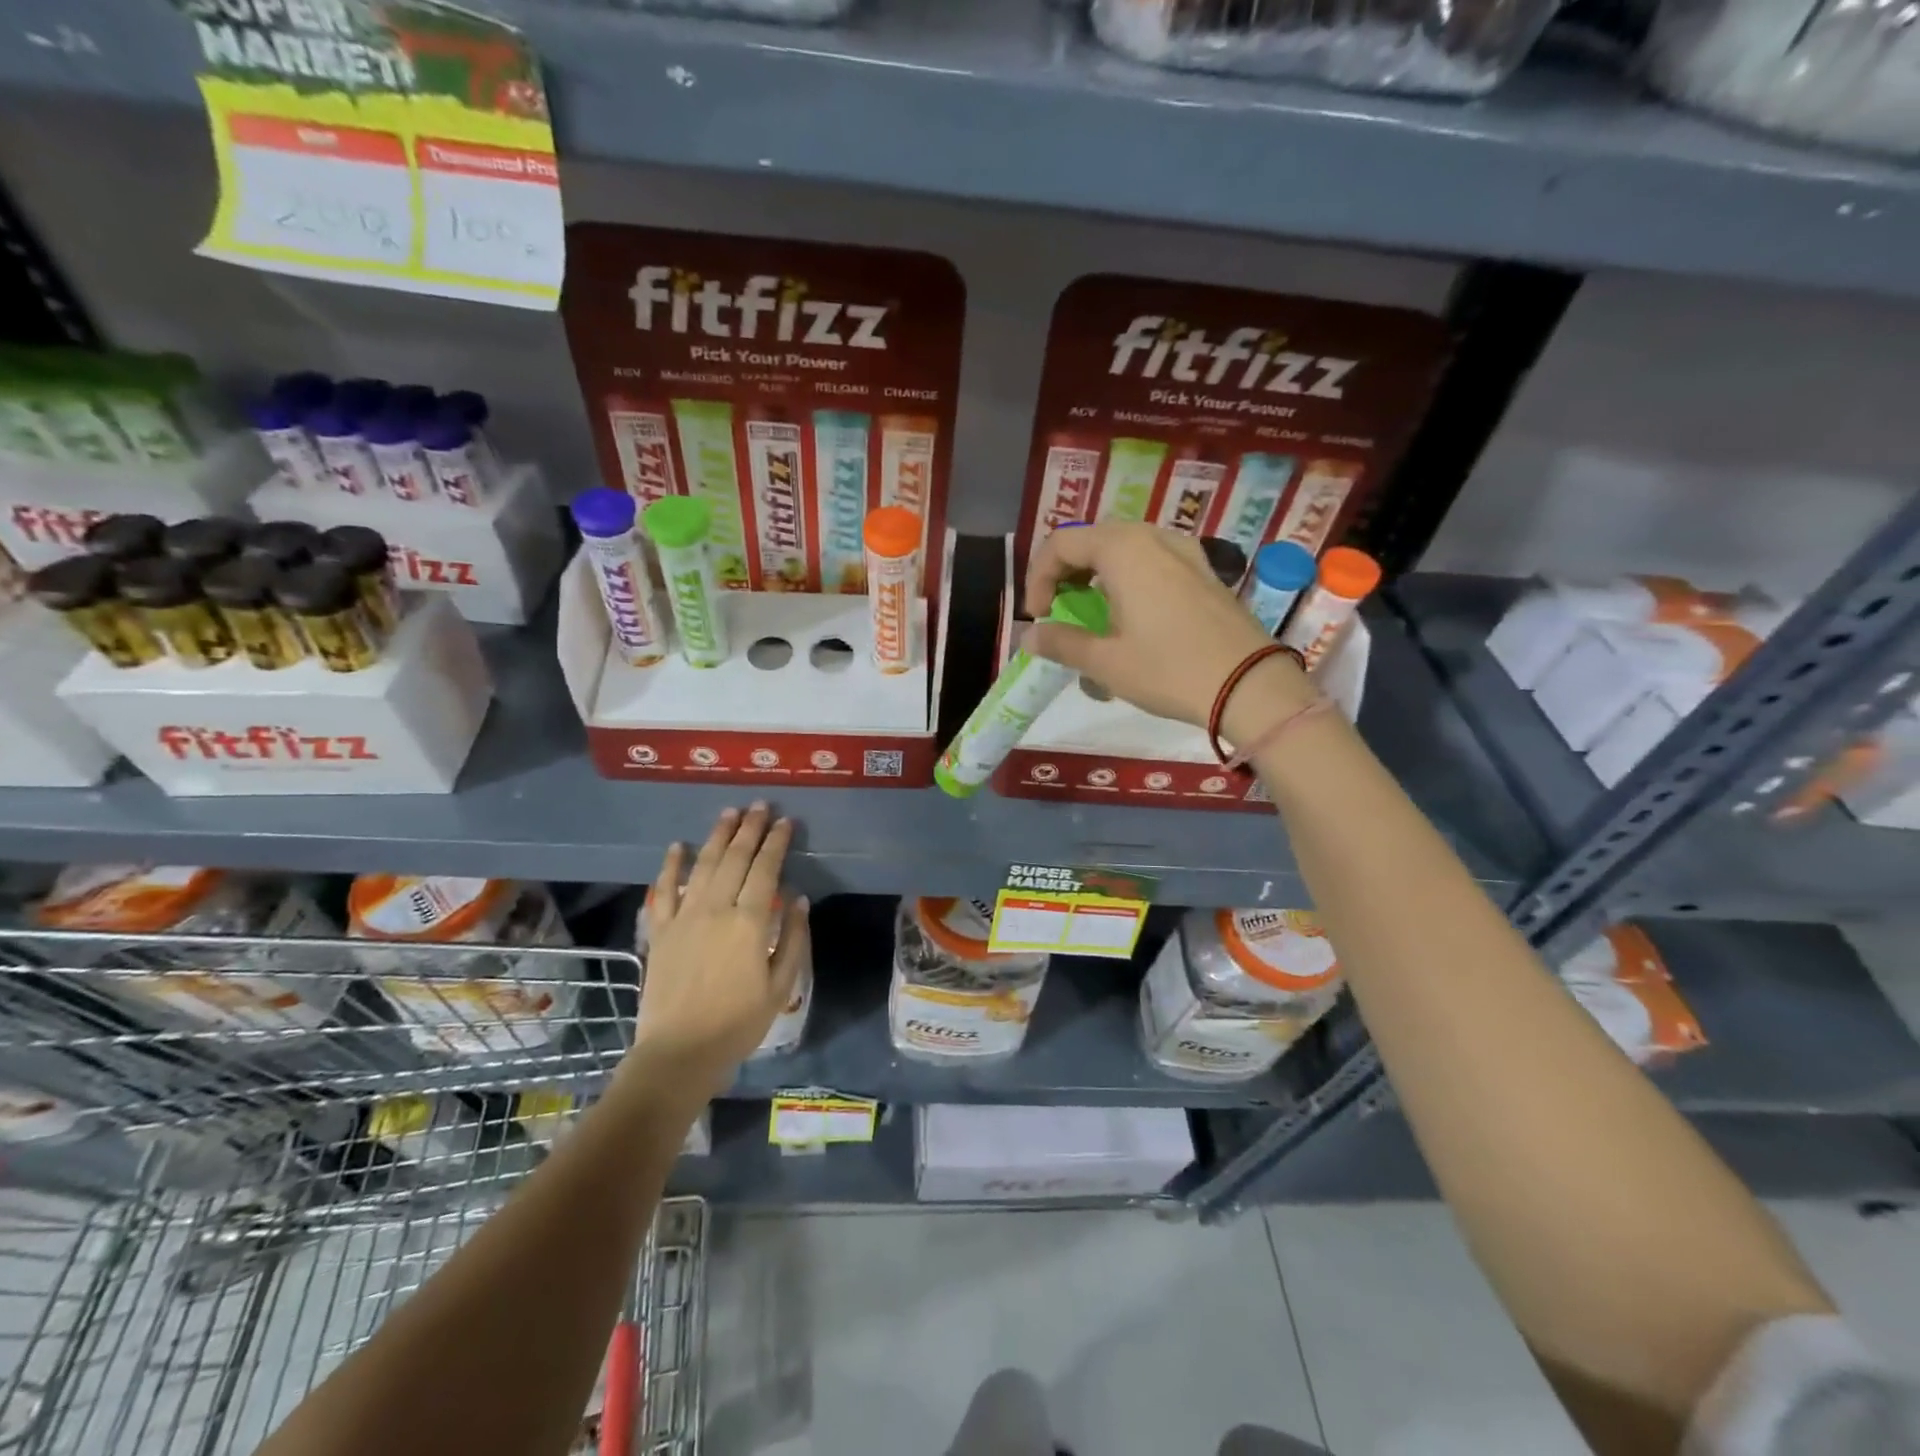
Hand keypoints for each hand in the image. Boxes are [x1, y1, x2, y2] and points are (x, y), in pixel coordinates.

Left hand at [631, 804, 808, 1093]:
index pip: (766, 870)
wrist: (678, 1053)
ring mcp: (684, 917)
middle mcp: (716, 909)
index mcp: (749, 923)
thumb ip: (792, 939)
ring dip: (717, 836)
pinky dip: (671, 866)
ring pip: (703, 865)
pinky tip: (678, 846)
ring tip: (729, 813)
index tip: (786, 822)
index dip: (777, 843)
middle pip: (735, 859)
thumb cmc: (737, 1023)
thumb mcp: (780, 986)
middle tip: (760, 806)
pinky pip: (663, 891)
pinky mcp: (660, 930)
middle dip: (750, 829)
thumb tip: (799, 899)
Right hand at [1023, 523, 1313, 743]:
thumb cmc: (1168, 670)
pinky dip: (1129, 578)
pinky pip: (1153, 560)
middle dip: (1066, 572)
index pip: (1061, 544)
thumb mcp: (1105, 662)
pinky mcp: (1204, 571)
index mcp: (1122, 549)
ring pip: (1125, 548)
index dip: (1038, 578)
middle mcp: (1153, 537)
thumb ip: (1061, 643)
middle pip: (1093, 540)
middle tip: (1059, 608)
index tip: (1038, 618)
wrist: (1249, 686)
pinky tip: (1132, 614)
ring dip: (1097, 574)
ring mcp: (1184, 551)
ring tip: (1092, 611)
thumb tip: (1029, 638)